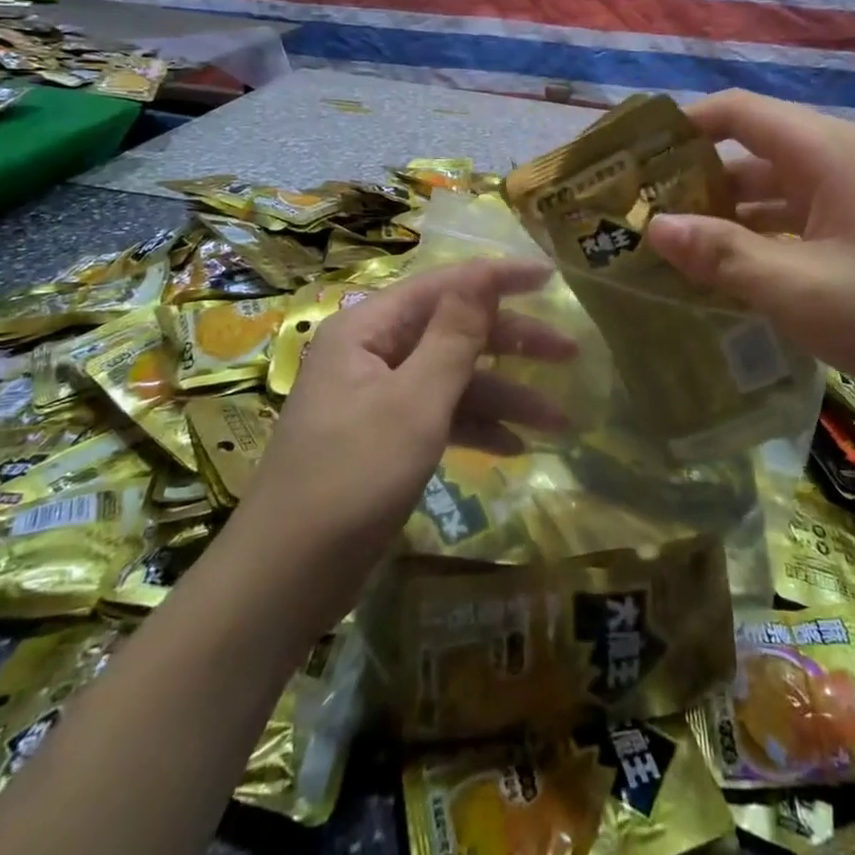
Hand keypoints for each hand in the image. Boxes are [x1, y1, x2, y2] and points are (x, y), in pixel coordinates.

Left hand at [237, 258, 573, 628]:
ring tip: (560, 420)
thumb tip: (483, 274)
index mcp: (368, 329)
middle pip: (454, 331)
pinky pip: (438, 415)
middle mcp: (372, 352)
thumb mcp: (414, 403)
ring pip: (452, 378)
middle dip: (513, 344)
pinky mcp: (383, 437)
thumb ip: (454, 336)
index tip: (551, 278)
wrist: (284, 579)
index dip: (499, 278)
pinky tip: (515, 448)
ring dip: (504, 396)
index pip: (444, 286)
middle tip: (570, 352)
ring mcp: (376, 396)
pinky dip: (475, 427)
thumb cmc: (352, 478)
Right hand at [644, 90, 854, 431]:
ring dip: (731, 218)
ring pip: (778, 193)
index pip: (735, 111)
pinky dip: (767, 242)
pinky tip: (744, 281)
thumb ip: (724, 256)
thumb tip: (654, 226)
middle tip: (644, 219)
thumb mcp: (803, 289)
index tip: (633, 158)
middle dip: (696, 182)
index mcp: (823, 152)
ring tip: (680, 254)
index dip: (680, 126)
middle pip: (752, 153)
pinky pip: (805, 223)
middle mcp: (842, 161)